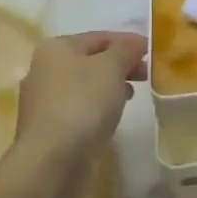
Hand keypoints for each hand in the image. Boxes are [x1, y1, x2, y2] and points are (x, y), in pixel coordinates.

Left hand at [7, 32, 146, 197]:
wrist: (52, 160)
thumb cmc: (83, 103)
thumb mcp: (112, 67)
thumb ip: (127, 50)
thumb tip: (137, 43)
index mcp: (56, 48)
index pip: (99, 37)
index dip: (128, 41)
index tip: (153, 51)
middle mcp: (44, 70)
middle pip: (91, 60)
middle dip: (120, 64)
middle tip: (146, 75)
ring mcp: (43, 101)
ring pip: (85, 85)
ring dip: (110, 86)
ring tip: (132, 95)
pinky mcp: (48, 128)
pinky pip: (79, 108)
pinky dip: (98, 107)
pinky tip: (113, 116)